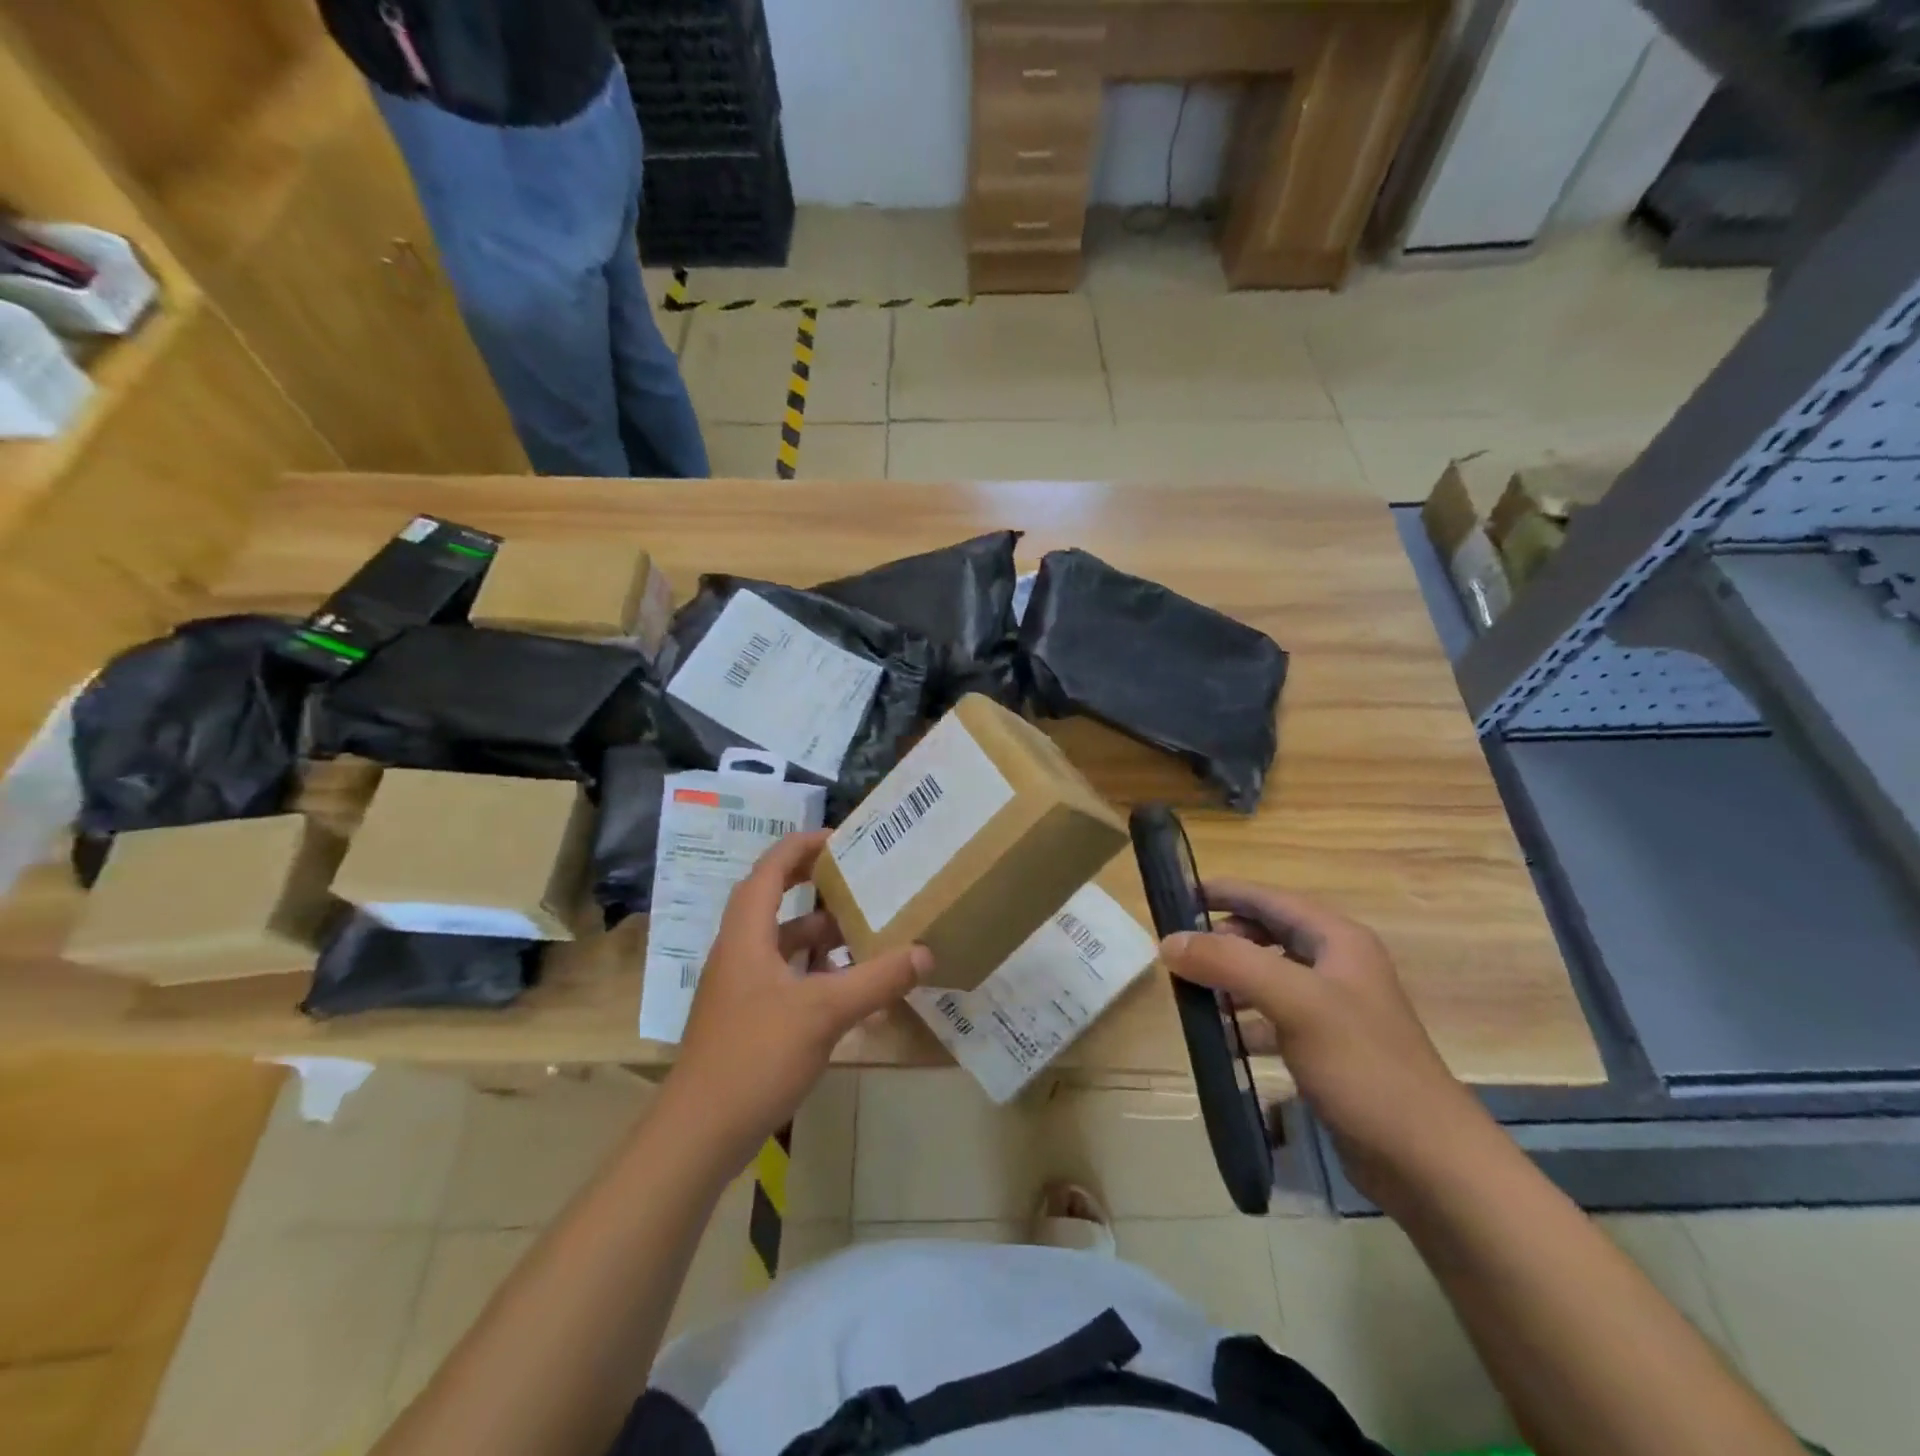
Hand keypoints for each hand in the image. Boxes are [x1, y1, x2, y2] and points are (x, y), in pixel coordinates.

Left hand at [666, 831, 931, 1168]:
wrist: (699, 1133)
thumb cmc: (756, 1055)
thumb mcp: (824, 1012)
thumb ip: (877, 980)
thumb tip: (926, 952)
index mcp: (747, 935)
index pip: (770, 869)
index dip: (801, 846)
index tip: (840, 839)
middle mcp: (739, 952)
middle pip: (774, 901)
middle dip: (813, 886)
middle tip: (855, 878)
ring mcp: (740, 987)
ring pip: (782, 943)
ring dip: (818, 934)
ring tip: (863, 932)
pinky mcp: (746, 1018)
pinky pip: (784, 976)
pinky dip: (814, 972)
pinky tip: (847, 989)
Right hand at [1158, 880, 1493, 1204]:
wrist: (1426, 1161)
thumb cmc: (1363, 1067)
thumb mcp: (1294, 1002)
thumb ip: (1229, 963)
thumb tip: (1169, 941)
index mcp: (1337, 940)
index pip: (1269, 899)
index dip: (1223, 892)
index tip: (1176, 896)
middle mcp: (1337, 966)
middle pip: (1267, 934)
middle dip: (1223, 938)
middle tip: (1180, 952)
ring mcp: (1334, 1009)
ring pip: (1268, 976)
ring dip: (1230, 979)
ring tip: (1192, 993)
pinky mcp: (1328, 1049)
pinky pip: (1274, 1017)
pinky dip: (1245, 1019)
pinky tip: (1223, 1036)